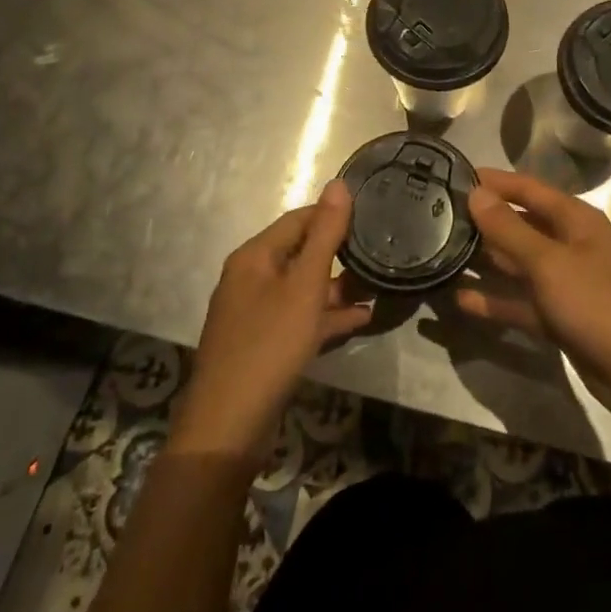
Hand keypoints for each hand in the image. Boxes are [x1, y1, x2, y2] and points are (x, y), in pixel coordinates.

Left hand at [172, 181, 373, 457]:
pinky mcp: (265, 344)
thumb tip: (339, 184)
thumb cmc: (268, 345)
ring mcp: (257, 313)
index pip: (299, 219)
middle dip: (340, 252)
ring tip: (380, 283)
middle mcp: (252, 278)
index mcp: (254, 257)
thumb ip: (325, 235)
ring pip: (304, 288)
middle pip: (301, 252)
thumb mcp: (304, 286)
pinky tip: (362, 318)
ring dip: (338, 286)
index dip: (334, 215)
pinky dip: (328, 316)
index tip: (373, 215)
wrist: (228, 427)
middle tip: (382, 250)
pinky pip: (301, 318)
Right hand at [456, 168, 610, 424]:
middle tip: (438, 217)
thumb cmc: (599, 303)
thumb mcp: (549, 263)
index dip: (494, 182)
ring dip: (487, 260)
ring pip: (519, 264)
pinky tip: (461, 299)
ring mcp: (566, 283)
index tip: (453, 176)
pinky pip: (522, 301)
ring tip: (441, 253)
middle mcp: (570, 244)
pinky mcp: (561, 318)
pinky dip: (496, 300)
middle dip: (485, 220)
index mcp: (575, 220)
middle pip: (521, 224)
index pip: (527, 189)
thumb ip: (510, 229)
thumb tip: (476, 192)